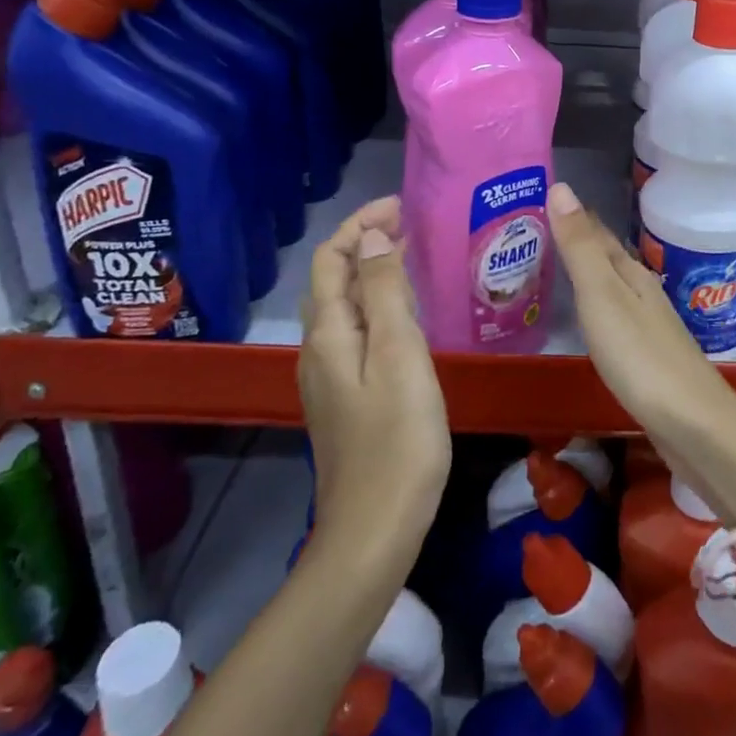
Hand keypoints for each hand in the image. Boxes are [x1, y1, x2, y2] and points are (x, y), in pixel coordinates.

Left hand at [301, 196, 450, 554]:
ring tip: (414, 260)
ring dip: (373, 274)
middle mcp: (320, 349)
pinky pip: (357, 333)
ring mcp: (331, 377)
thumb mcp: (399, 356)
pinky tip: (407, 316)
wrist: (375, 529)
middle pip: (333, 280)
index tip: (401, 206)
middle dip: (367, 243)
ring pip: (346, 307)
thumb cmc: (397, 439)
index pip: (331, 259)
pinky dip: (378, 306)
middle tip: (414, 227)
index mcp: (329, 334)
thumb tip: (371, 239)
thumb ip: (384, 294)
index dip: (360, 225)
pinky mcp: (347, 398)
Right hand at [545, 183, 735, 522]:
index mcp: (631, 274)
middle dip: (580, 243)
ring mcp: (650, 327)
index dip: (573, 216)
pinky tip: (592, 321)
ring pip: (614, 288)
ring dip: (590, 275)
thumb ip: (580, 247)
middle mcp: (643, 293)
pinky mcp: (650, 360)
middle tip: (540, 230)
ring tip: (559, 269)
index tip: (545, 198)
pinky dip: (598, 310)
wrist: (692, 424)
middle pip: (608, 259)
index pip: (598, 234)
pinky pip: (616, 320)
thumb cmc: (640, 356)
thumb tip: (561, 187)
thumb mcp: (601, 295)